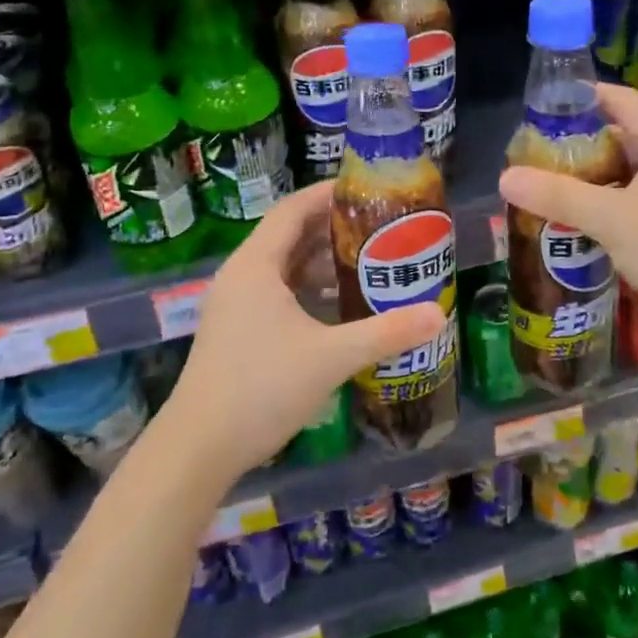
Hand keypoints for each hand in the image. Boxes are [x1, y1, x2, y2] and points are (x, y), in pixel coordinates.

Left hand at [158, 182, 444, 484]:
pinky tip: (338, 305)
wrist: (199, 448)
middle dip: (332, 228)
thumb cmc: (261, 388)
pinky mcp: (237, 331)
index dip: (328, 194)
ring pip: (284, 267)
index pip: (293, 209)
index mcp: (256, 265)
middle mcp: (241, 276)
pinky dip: (308, 290)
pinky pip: (278, 293)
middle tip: (379, 227)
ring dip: (322, 261)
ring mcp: (235, 305)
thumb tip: (437, 314)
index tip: (367, 190)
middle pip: (290, 235)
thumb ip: (386, 333)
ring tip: (367, 261)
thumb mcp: (331, 356)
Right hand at [500, 84, 637, 360]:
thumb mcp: (613, 219)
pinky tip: (574, 225)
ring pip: (626, 175)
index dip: (579, 98)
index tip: (537, 109)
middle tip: (531, 157)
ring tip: (543, 188)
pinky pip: (635, 205)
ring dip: (589, 181)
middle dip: (576, 146)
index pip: (619, 99)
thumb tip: (506, 177)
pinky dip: (606, 208)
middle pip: (620, 137)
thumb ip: (559, 195)